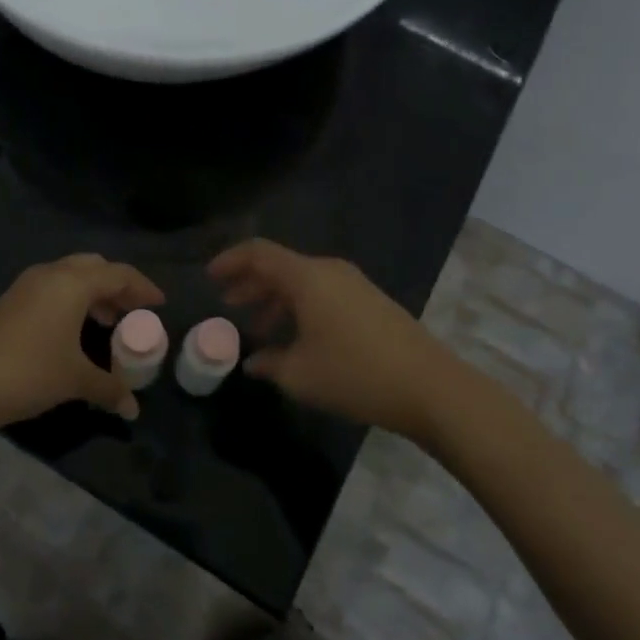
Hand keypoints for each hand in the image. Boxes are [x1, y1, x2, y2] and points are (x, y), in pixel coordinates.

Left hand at [0, 253, 164, 442]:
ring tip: (108, 322)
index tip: (160, 304)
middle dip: (117, 286)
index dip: (143, 287)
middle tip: (133, 311)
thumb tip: (133, 408)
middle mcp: (50, 275)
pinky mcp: (9, 302)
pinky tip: (73, 331)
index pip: (119, 274)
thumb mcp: (75, 381)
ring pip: (70, 276)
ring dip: (93, 293)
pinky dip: (71, 301)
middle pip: (94, 267)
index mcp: (72, 283)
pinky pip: (52, 289)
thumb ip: (109, 388)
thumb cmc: (28, 373)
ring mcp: (25, 286)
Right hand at [209, 239, 456, 440]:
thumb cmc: (355, 374)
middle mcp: (329, 271)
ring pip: (302, 281)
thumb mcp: (300, 374)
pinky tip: (296, 338)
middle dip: (250, 283)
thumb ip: (269, 363)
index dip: (230, 261)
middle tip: (228, 304)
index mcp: (307, 277)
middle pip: (280, 265)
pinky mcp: (370, 301)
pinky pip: (323, 293)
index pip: (259, 253)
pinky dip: (300, 307)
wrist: (429, 386)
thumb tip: (253, 362)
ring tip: (258, 328)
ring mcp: (353, 284)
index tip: (209, 277)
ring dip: (276, 299)